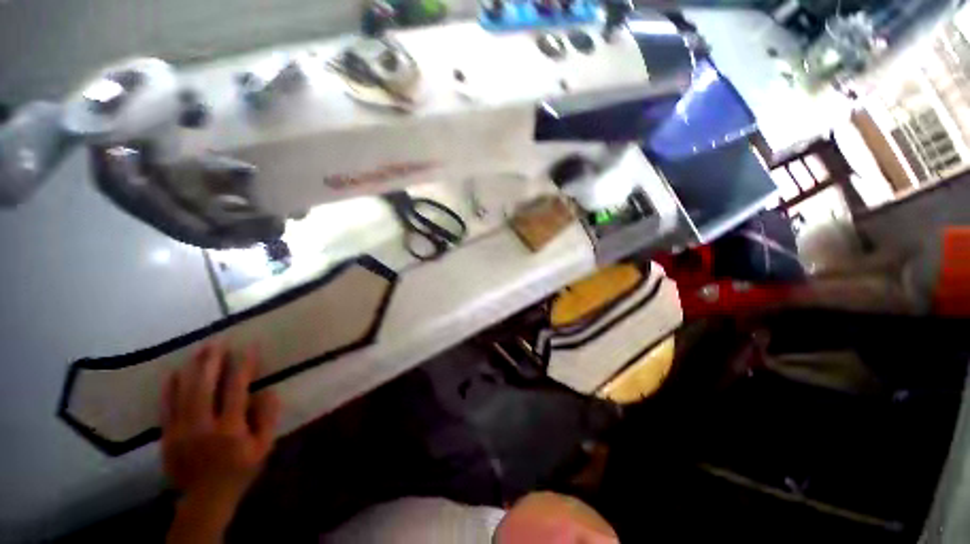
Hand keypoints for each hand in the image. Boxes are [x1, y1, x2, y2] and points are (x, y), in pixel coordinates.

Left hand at [161, 342, 279, 541]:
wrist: (204, 499)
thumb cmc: (240, 469)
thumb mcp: (263, 447)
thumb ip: (267, 418)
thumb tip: (267, 390)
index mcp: (230, 429)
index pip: (236, 390)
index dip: (243, 366)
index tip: (249, 347)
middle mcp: (203, 427)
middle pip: (204, 387)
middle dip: (211, 361)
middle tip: (217, 341)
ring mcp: (180, 431)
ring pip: (183, 393)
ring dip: (192, 369)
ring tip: (200, 350)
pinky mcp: (167, 436)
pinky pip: (165, 407)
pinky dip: (170, 388)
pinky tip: (175, 372)